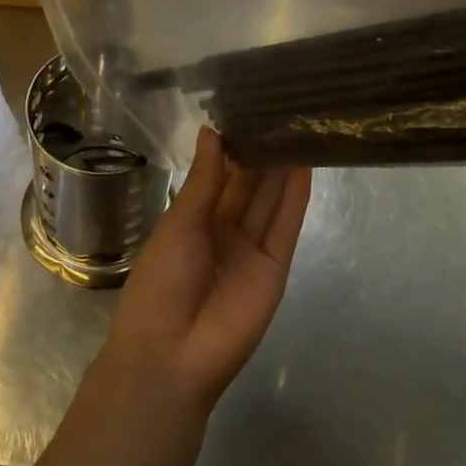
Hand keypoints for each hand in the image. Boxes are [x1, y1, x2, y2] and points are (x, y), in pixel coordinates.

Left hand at [100, 128, 311, 415]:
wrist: (172, 354)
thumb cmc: (161, 282)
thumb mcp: (178, 224)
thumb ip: (203, 180)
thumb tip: (212, 132)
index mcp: (193, 221)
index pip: (219, 177)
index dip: (233, 148)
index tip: (249, 111)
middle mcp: (224, 232)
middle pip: (249, 187)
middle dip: (262, 153)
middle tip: (281, 112)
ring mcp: (251, 250)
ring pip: (270, 202)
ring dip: (283, 169)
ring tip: (298, 128)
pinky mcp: (275, 267)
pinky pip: (285, 226)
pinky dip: (295, 197)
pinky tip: (304, 165)